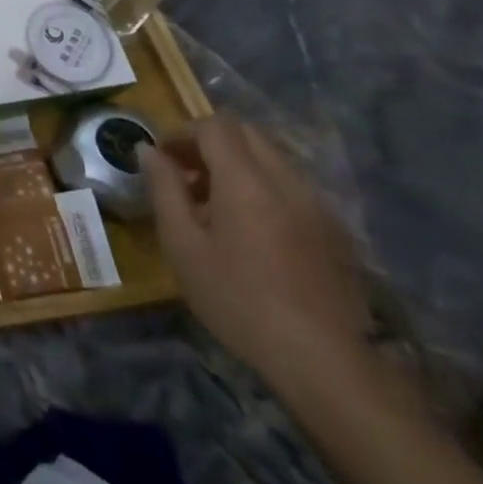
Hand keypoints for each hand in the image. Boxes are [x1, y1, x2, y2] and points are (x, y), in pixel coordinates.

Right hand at [140, 114, 370, 392]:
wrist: (321, 358)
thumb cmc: (236, 297)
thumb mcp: (182, 244)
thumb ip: (164, 189)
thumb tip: (148, 151)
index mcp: (247, 180)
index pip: (215, 126)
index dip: (182, 132)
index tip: (161, 157)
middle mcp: (287, 181)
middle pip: (247, 135)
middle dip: (209, 144)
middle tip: (183, 175)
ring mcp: (317, 205)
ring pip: (272, 160)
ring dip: (237, 166)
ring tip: (212, 206)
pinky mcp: (334, 231)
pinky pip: (292, 188)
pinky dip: (262, 189)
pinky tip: (250, 232)